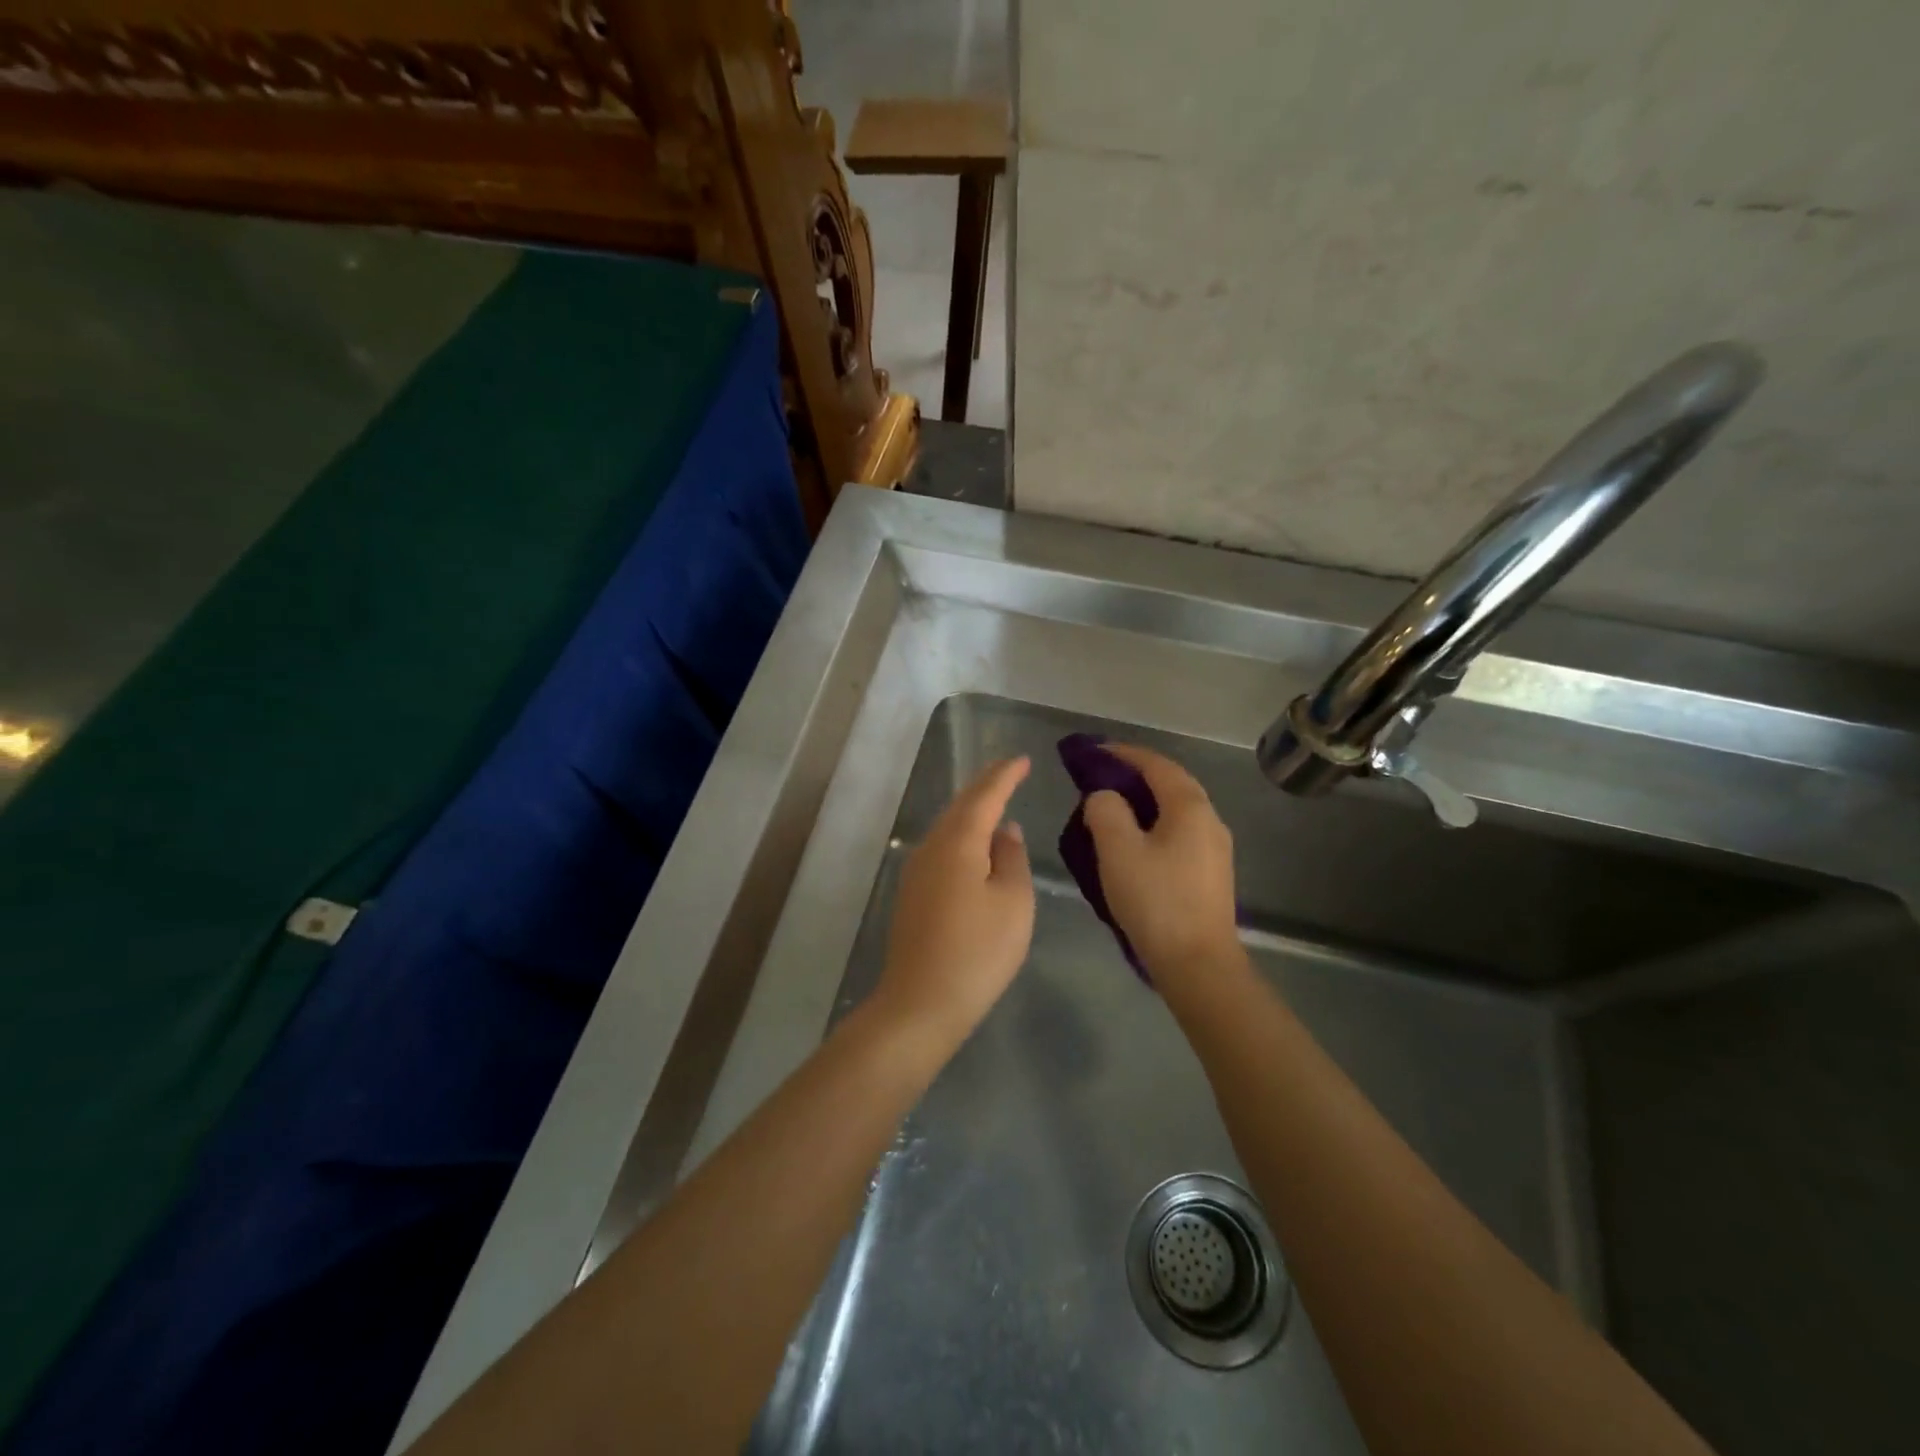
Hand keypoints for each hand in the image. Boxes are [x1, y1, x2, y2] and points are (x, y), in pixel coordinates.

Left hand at [872, 757, 1035, 1052]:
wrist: (921, 1004)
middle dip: (985, 786)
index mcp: (957, 842)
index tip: (1022, 759)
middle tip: (1009, 772)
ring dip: (972, 811)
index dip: (1004, 775)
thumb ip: (1011, 858)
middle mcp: (930, 848)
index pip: (984, 796)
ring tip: (996, 802)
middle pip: (960, 807)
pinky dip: (962, 836)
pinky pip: (941, 849)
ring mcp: (916, 871)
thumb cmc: (977, 952)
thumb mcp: (1012, 902)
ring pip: (947, 827)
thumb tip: (1004, 829)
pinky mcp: (912, 894)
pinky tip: (975, 847)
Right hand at [1082, 745, 1240, 986]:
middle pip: (1171, 784)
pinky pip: (1179, 833)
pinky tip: (1133, 842)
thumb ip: (1105, 811)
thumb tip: (1105, 797)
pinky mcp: (1210, 873)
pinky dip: (1153, 824)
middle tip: (1100, 776)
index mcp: (1190, 807)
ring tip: (1111, 807)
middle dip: (1135, 775)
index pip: (1156, 764)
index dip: (1124, 753)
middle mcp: (1210, 820)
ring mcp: (1214, 848)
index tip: (1094, 751)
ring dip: (1144, 801)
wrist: (1198, 964)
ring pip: (1175, 810)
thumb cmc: (1155, 901)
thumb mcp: (1117, 850)